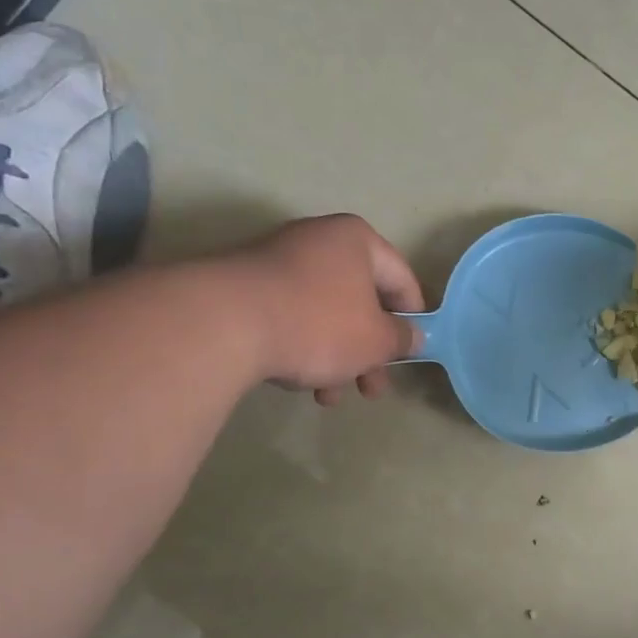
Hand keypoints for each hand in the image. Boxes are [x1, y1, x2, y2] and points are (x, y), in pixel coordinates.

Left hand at [222, 214, 424, 405]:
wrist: (223, 324)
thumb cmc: (319, 324)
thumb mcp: (376, 340)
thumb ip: (401, 339)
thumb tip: (412, 336)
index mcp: (356, 240)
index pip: (402, 278)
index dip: (413, 318)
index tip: (412, 351)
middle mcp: (318, 240)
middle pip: (360, 300)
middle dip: (369, 351)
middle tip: (373, 388)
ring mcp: (278, 260)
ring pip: (324, 314)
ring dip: (336, 358)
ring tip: (330, 397)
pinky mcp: (246, 286)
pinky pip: (291, 317)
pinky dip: (302, 347)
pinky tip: (298, 381)